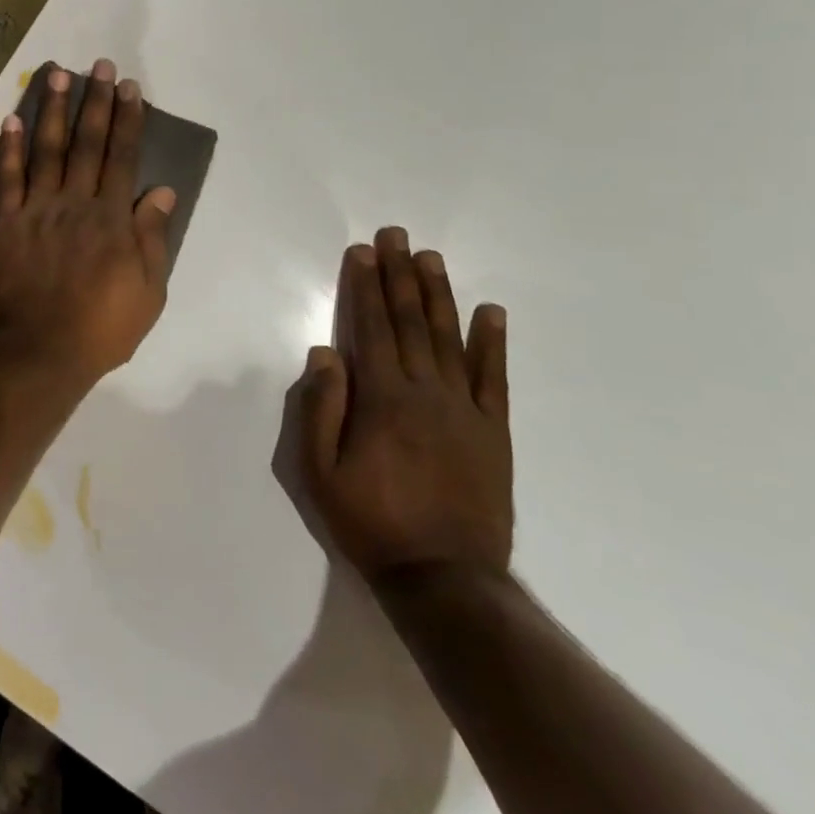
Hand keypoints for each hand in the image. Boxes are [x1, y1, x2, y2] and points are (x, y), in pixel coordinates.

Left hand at [0, 60, 175, 395]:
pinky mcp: (5, 223)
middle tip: (99, 65)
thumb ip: (152, 237)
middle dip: (95, 102)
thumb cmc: (101, 328)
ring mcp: (37, 210)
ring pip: (46, 149)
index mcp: (112, 218)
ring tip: (57, 74)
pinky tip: (10, 120)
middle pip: (87, 143)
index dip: (128, 120)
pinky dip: (8, 149)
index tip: (130, 88)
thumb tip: (161, 190)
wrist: (39, 351)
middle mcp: (76, 202)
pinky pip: (6, 179)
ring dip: (52, 110)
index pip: (122, 157)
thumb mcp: (148, 292)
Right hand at [295, 227, 512, 584]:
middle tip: (398, 235)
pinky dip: (493, 343)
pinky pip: (494, 379)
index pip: (370, 329)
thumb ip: (321, 409)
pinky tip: (491, 311)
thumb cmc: (370, 522)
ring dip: (438, 295)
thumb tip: (325, 352)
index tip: (363, 251)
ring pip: (450, 339)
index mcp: (381, 400)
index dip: (364, 287)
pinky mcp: (494, 433)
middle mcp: (426, 393)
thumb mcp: (319, 472)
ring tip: (431, 258)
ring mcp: (466, 410)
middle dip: (400, 275)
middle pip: (410, 323)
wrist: (444, 578)